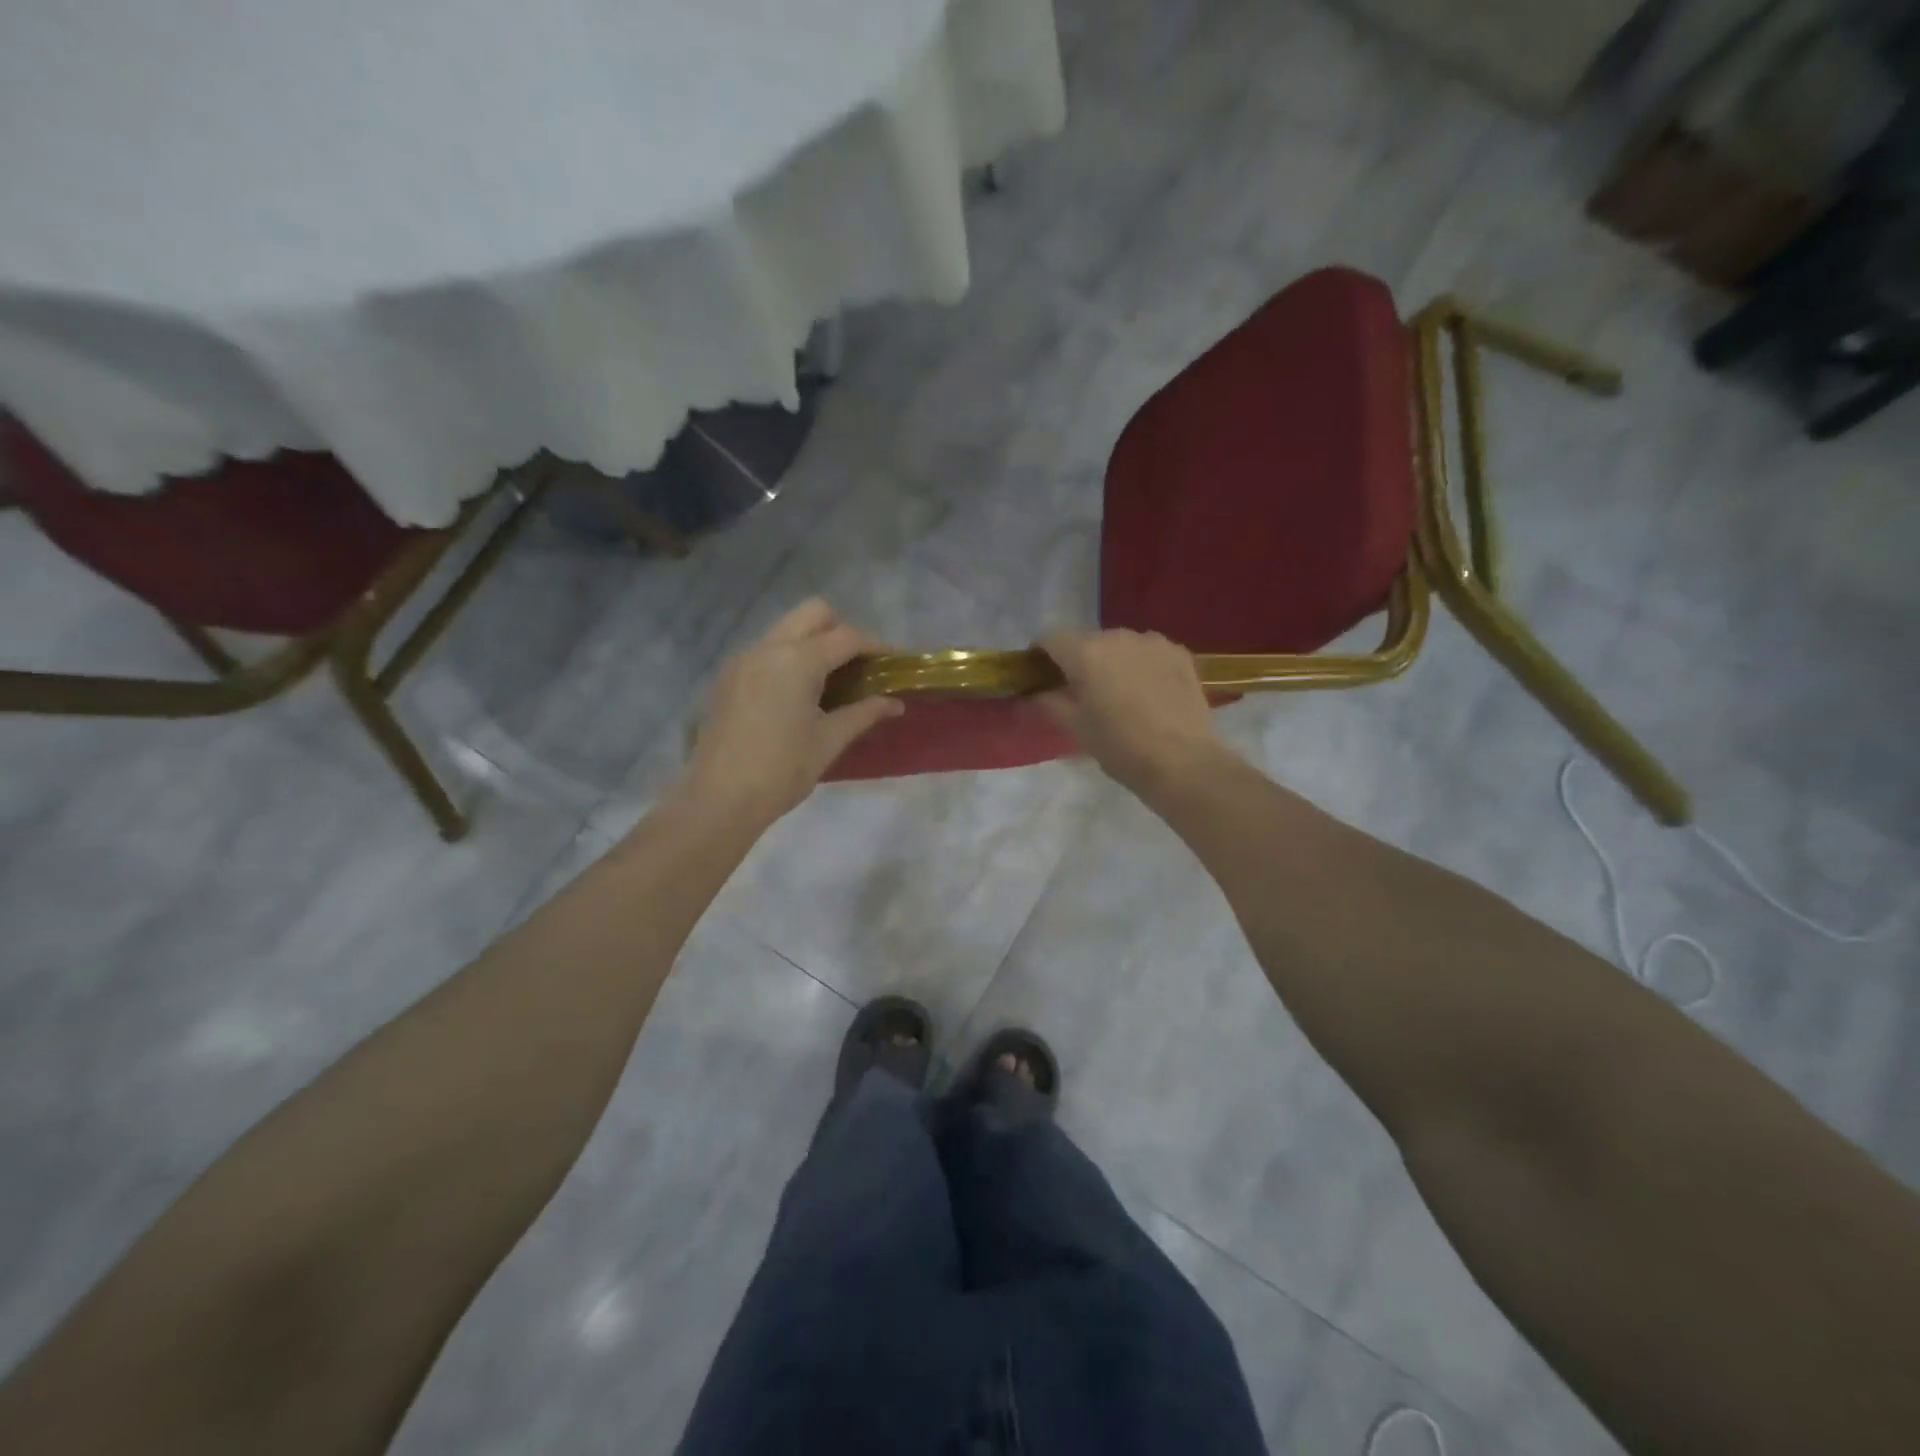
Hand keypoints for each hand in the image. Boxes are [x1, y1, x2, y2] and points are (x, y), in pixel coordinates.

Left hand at [685, 599, 903, 820]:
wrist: (720, 798)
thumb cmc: (782, 769)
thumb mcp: (829, 741)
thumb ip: (864, 713)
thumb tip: (895, 703)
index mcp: (798, 660)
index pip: (846, 636)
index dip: (875, 646)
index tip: (893, 662)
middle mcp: (768, 647)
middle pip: (813, 613)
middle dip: (841, 630)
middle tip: (857, 665)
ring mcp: (743, 659)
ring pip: (786, 629)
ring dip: (813, 642)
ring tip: (830, 680)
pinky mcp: (728, 677)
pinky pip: (766, 650)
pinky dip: (789, 657)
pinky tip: (797, 693)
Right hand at [1037, 628, 1227, 797]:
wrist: (1183, 762)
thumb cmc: (1121, 748)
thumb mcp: (1076, 729)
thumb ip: (1050, 703)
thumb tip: (1037, 692)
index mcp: (1086, 653)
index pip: (1051, 638)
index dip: (1041, 654)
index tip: (1041, 674)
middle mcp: (1117, 636)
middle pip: (1087, 640)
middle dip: (1079, 660)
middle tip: (1082, 691)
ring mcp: (1152, 641)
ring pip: (1120, 644)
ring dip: (1112, 661)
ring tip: (1119, 692)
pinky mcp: (1179, 653)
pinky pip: (1148, 651)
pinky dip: (1140, 664)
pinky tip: (1148, 691)